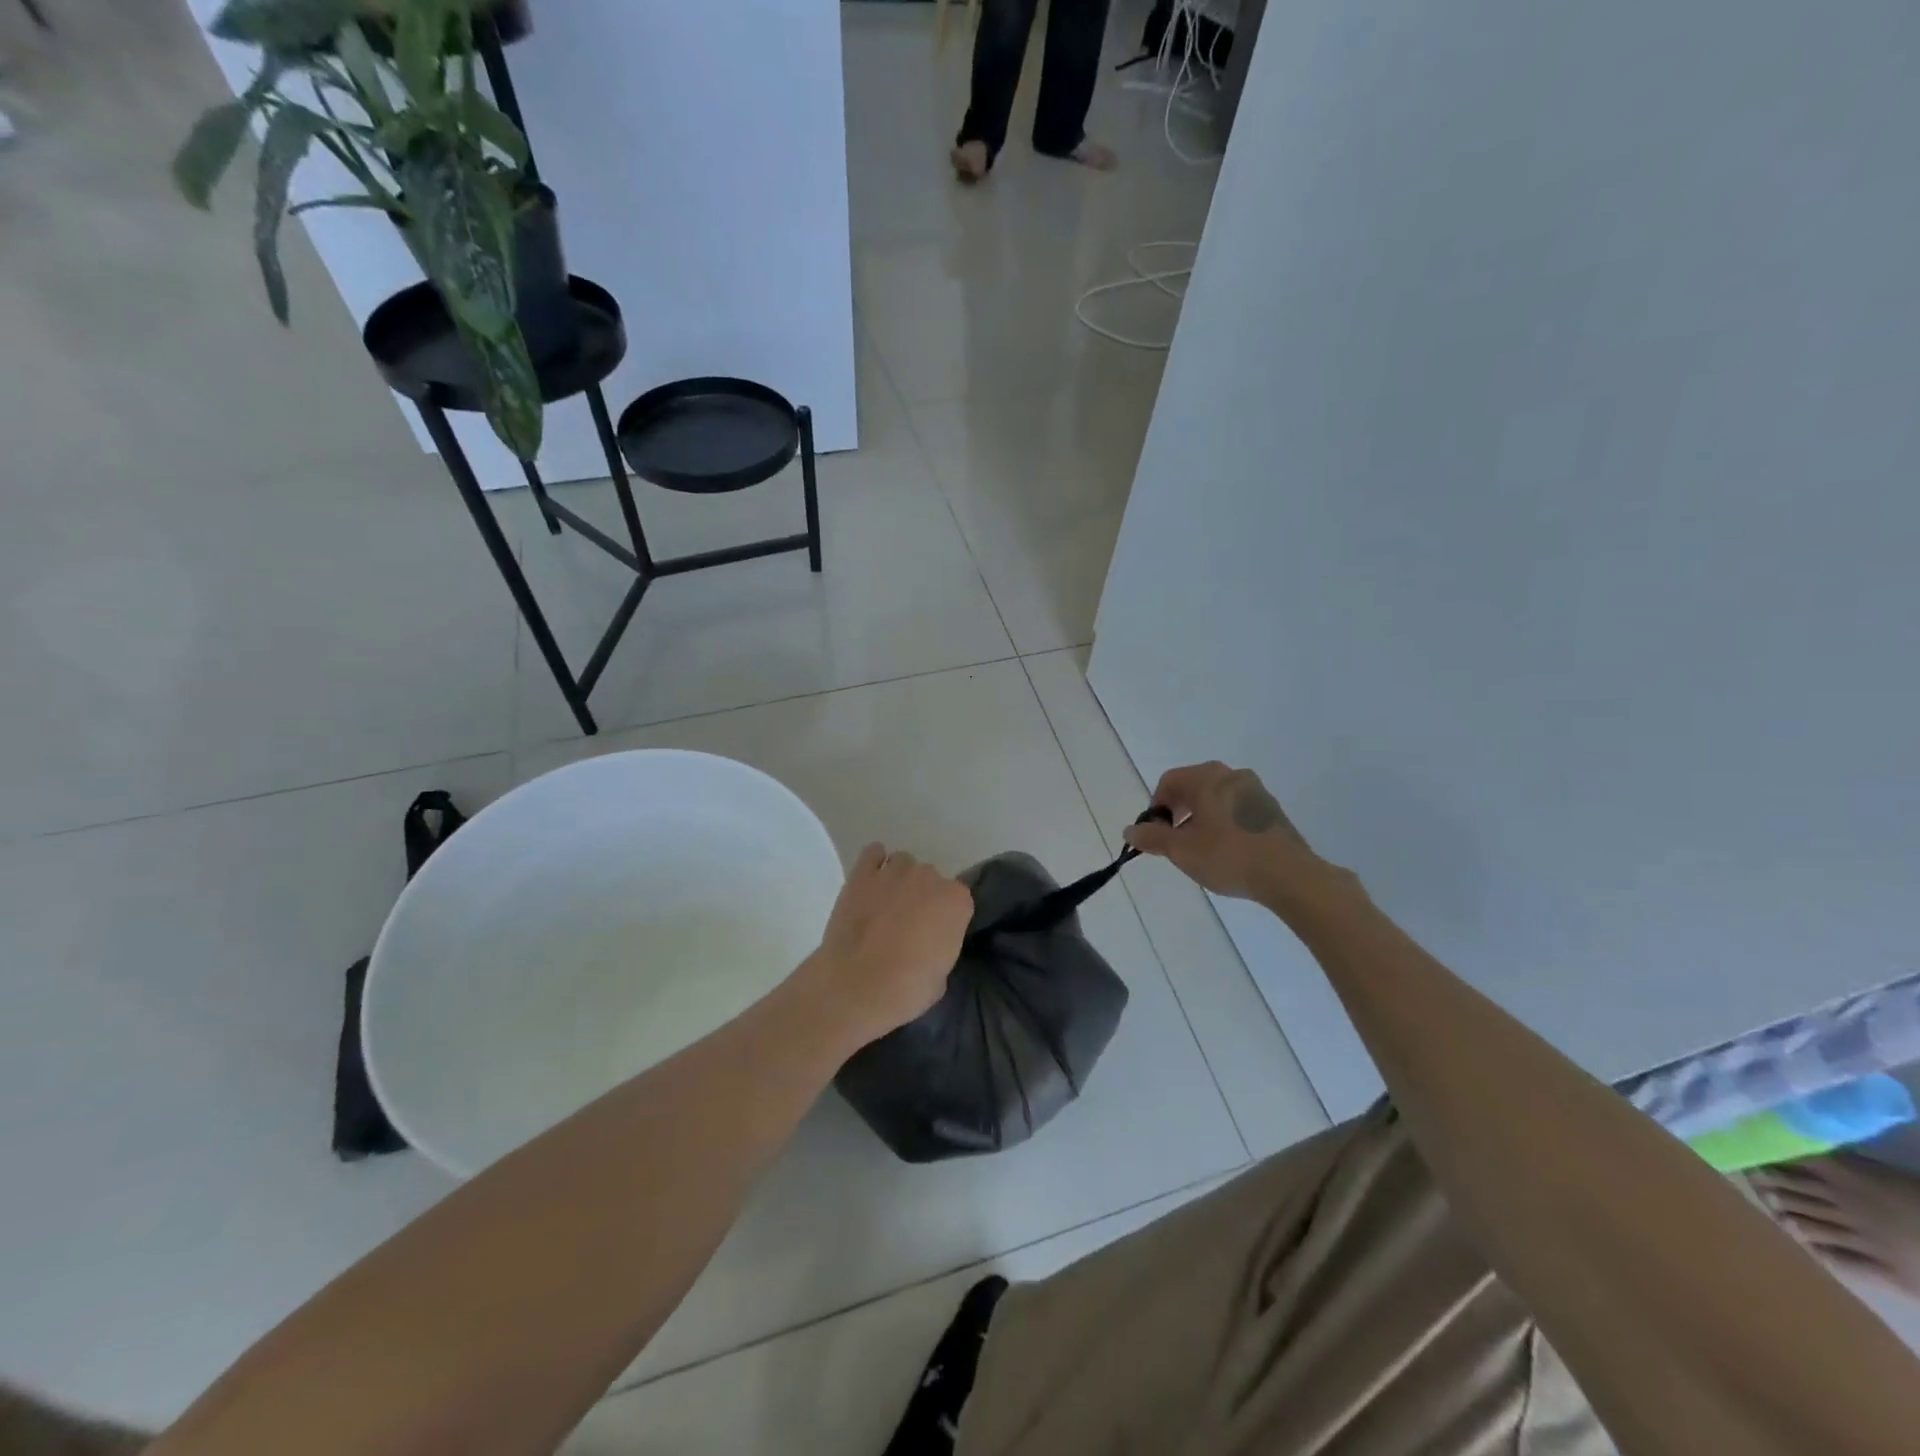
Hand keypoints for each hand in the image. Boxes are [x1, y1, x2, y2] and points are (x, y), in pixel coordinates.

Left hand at [799, 843, 973, 1048]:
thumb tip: (928, 941)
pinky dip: (874, 863)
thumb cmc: (905, 989)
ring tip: (886, 905)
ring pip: (904, 864)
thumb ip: (941, 946)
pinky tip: (870, 882)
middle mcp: (929, 877)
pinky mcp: (861, 873)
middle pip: (931, 879)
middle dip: (923, 897)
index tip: (935, 936)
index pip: (959, 900)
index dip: (946, 918)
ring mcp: (894, 871)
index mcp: (956, 901)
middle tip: (909, 924)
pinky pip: (873, 853)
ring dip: (899, 880)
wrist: (854, 986)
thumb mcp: (941, 976)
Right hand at [1123, 761, 1326, 902]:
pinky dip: (1223, 822)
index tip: (1156, 833)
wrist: (1289, 875)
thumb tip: (1130, 830)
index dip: (1156, 806)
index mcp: (1207, 777)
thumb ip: (1152, 837)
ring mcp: (1255, 791)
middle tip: (1176, 841)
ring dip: (1201, 817)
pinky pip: (1236, 808)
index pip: (1169, 781)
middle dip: (1178, 811)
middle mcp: (1231, 775)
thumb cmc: (1228, 856)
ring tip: (1201, 848)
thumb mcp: (1182, 850)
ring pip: (1216, 797)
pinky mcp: (1271, 810)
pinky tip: (1227, 850)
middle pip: (1193, 786)